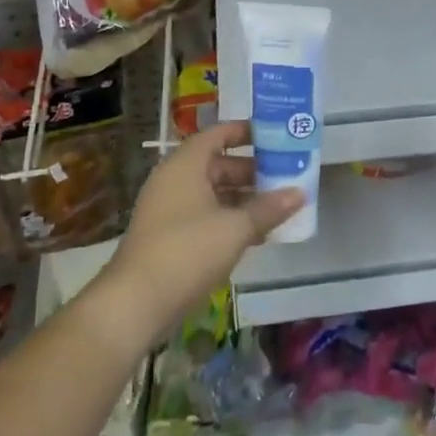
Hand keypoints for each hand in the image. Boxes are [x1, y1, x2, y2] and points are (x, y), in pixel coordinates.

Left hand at [106, 120, 302, 334]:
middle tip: (285, 175)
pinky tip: (256, 235)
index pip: (217, 134)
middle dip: (251, 170)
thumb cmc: (187, 251)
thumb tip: (300, 193)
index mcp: (185, 165)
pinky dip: (229, 219)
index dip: (245, 131)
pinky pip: (205, 216)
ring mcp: (169, 210)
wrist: (135, 303)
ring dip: (243, 198)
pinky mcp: (168, 237)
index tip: (274, 135)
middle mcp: (174, 180)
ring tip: (277, 206)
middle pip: (217, 164)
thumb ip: (268, 208)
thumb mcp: (235, 228)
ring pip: (212, 193)